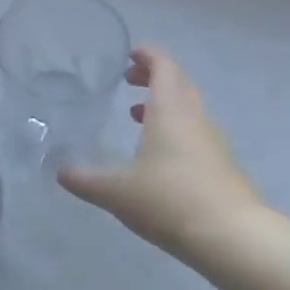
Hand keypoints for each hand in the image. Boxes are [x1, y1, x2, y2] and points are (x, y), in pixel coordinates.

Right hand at [58, 47, 262, 256]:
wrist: (229, 235)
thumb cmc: (168, 200)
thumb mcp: (116, 192)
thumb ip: (85, 180)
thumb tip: (60, 172)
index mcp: (170, 111)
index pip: (163, 66)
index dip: (147, 55)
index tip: (129, 55)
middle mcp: (194, 118)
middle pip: (178, 83)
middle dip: (154, 77)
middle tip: (128, 81)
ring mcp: (213, 141)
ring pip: (188, 109)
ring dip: (164, 105)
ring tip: (137, 116)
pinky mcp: (221, 165)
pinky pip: (195, 133)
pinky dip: (175, 130)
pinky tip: (158, 156)